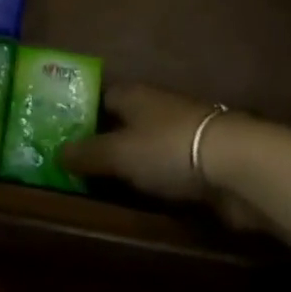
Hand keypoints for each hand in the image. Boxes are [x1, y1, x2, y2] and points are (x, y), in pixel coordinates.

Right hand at [62, 83, 262, 228]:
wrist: (234, 165)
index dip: (82, 115)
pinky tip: (144, 197)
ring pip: (146, 145)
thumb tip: (56, 153)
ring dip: (132, 162)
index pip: (101, 97)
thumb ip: (87, 154)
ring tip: (106, 187)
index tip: (63, 138)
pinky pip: (167, 168)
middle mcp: (155, 106)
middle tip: (79, 168)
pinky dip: (155, 179)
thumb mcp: (119, 153)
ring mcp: (180, 132)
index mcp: (133, 94)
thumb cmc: (168, 148)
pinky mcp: (201, 160)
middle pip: (123, 121)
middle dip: (105, 141)